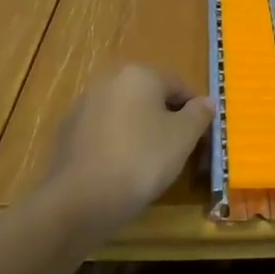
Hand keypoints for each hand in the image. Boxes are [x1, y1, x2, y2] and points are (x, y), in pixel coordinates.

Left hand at [39, 65, 214, 234]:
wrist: (80, 199)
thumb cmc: (142, 159)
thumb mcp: (183, 137)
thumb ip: (199, 114)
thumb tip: (207, 101)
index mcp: (139, 74)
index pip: (178, 85)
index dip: (194, 110)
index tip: (201, 137)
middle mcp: (108, 80)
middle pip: (149, 96)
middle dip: (165, 119)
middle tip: (178, 150)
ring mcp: (83, 105)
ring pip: (124, 114)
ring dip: (139, 131)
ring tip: (150, 164)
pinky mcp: (67, 132)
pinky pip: (103, 133)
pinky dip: (116, 144)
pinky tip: (121, 170)